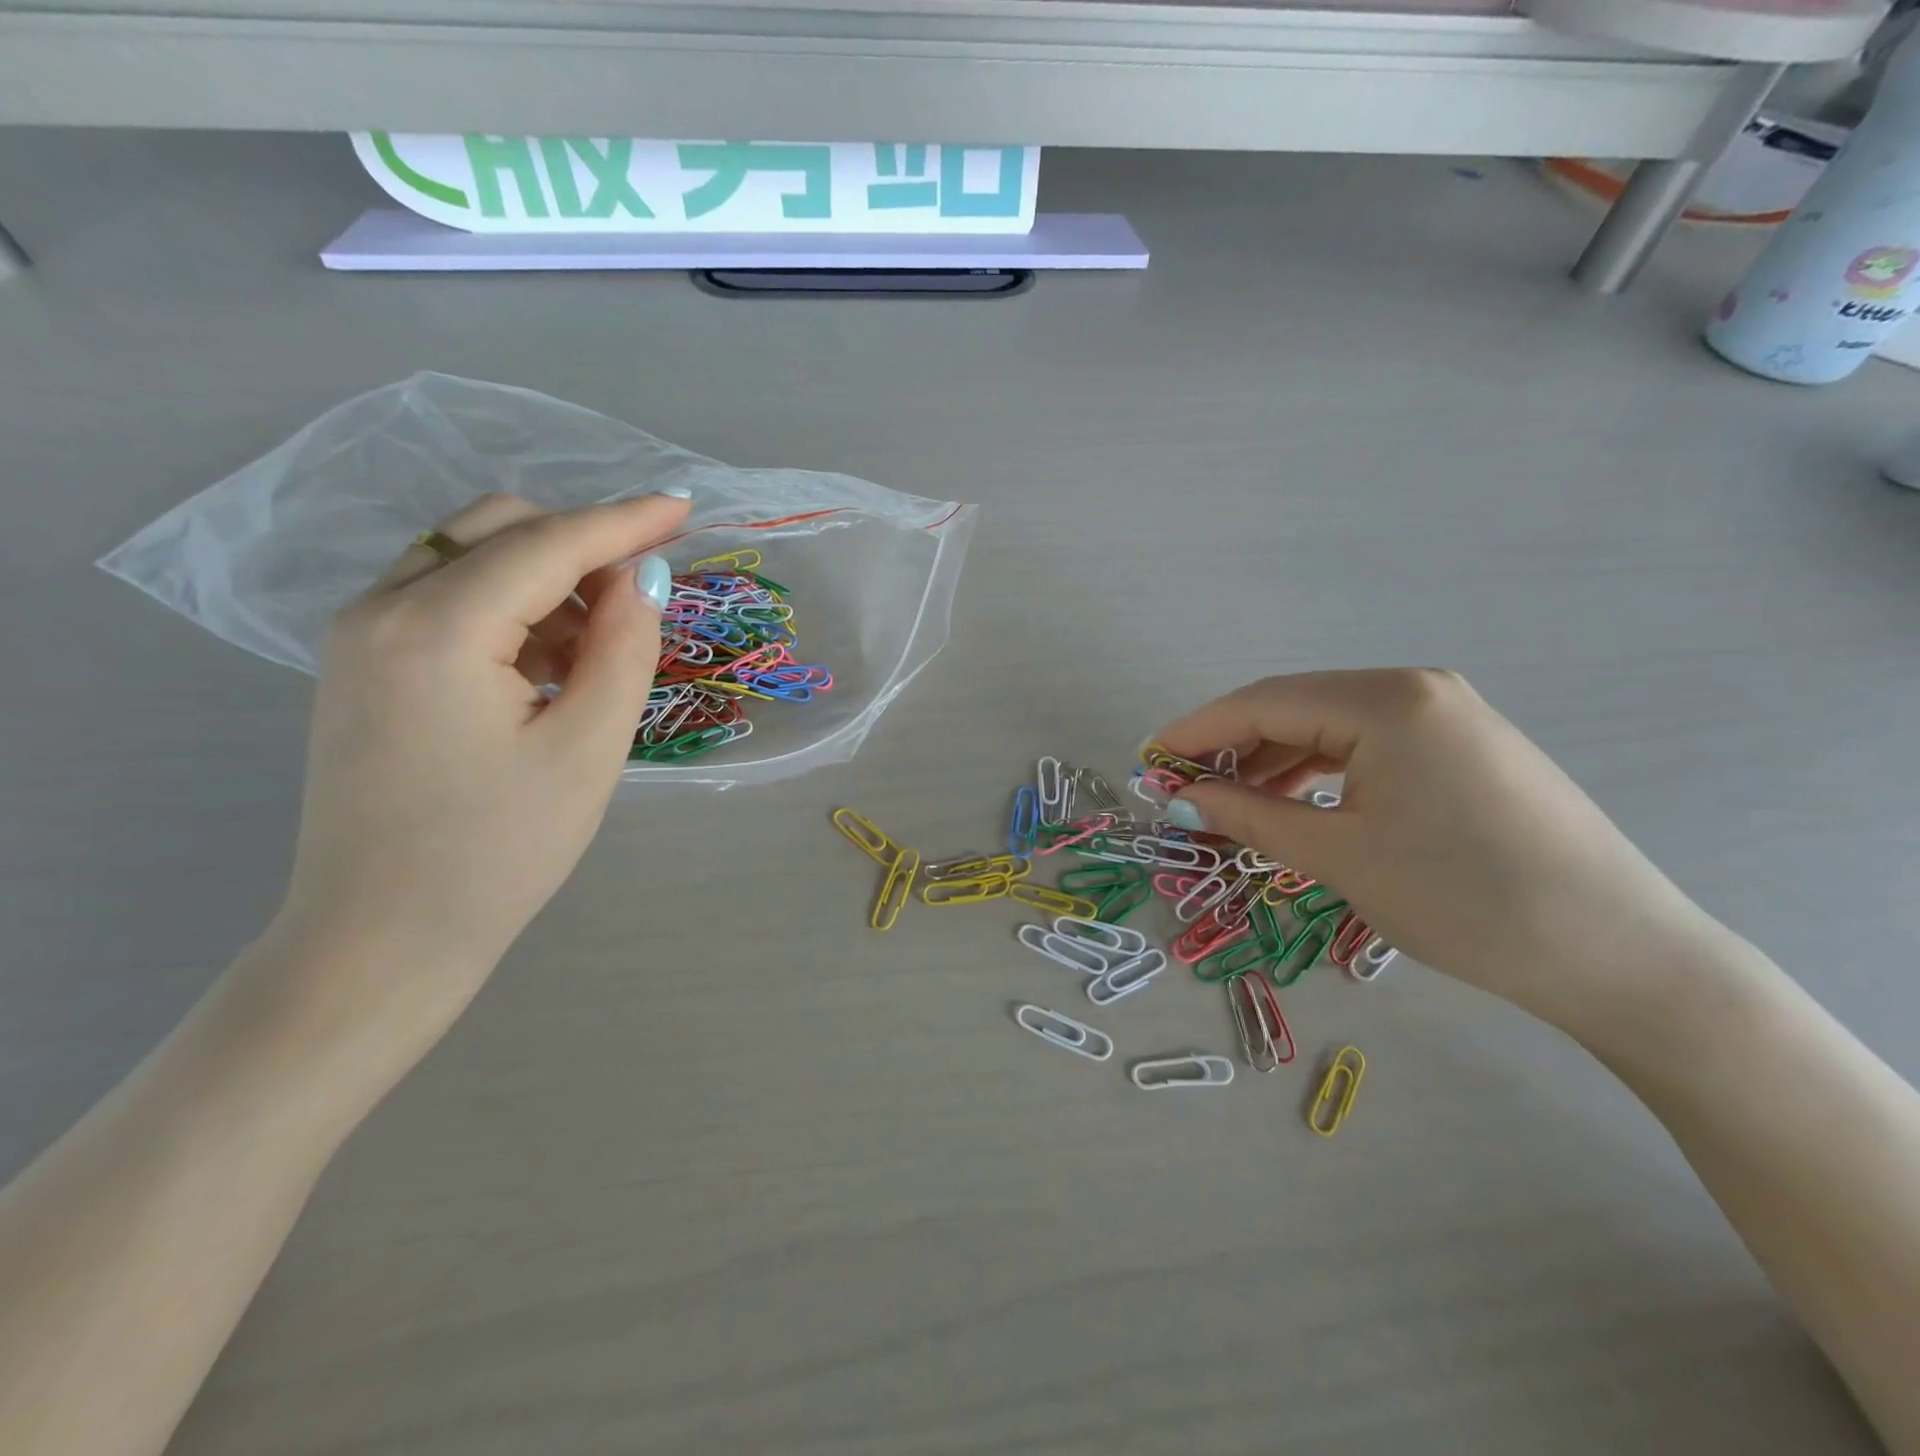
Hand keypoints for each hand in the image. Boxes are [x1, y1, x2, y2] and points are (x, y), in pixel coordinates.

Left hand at [269, 491, 688, 1049]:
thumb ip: (623, 648)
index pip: (547, 543)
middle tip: (643, 593)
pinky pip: (446, 596)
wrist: (382, 937)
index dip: (624, 521)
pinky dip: (510, 606)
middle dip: (581, 544)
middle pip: (497, 528)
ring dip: (547, 578)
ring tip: (597, 648)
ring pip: (469, 556)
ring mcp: (359, 633)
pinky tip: (546, 664)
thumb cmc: (499, 852)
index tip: (685, 508)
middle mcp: (380, 608)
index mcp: (435, 629)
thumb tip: (644, 577)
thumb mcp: (588, 749)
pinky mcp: (361, 662)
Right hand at [1154, 669, 1737, 1031]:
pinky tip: (1294, 804)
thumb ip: (1250, 816)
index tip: (1148, 760)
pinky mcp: (1464, 747)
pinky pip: (1367, 746)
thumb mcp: (1339, 856)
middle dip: (1232, 747)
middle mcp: (1417, 689)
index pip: (1263, 702)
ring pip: (1330, 727)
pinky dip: (1319, 772)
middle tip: (1184, 789)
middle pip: (1294, 706)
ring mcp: (1447, 715)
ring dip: (1273, 761)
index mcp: (1387, 701)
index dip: (1196, 731)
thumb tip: (1184, 798)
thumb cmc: (1463, 900)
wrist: (1619, 956)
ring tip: (1231, 805)